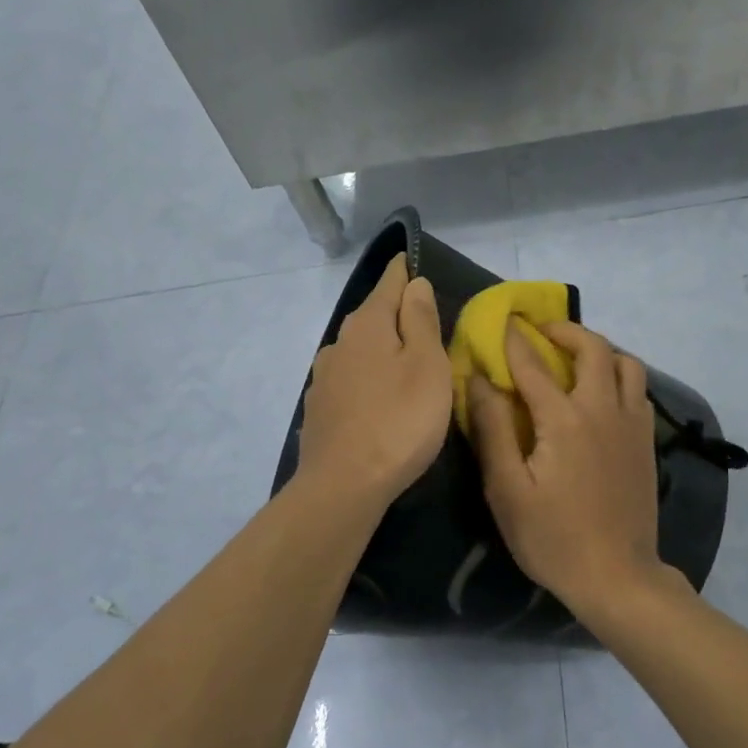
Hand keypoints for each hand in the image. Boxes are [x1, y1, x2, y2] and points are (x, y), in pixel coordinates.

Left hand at [295, 254, 452, 509]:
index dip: (406, 272)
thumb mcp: (426, 365)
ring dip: (381, 351)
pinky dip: (367, 381)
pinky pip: (350, 381)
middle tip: (427, 325)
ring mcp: (324, 378)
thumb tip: (415, 283)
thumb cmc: (399, 421)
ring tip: (406, 366)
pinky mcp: (319, 409)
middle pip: (373, 317)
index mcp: (367, 325)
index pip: (390, 283)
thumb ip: (421, 320)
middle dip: (397, 315)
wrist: (343, 486)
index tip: (416, 262)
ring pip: (359, 351)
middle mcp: (339, 343)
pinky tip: (378, 400)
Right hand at [468, 321, 668, 619]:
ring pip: (626, 364)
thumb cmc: (552, 537)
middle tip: (542, 332)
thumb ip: (492, 429)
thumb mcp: (507, 490)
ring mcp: (632, 424)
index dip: (514, 340)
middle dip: (565, 331)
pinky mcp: (647, 442)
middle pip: (593, 348)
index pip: (533, 365)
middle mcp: (603, 409)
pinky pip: (638, 390)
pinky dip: (619, 377)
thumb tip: (479, 380)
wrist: (617, 577)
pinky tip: (601, 394)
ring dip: (599, 350)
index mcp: (564, 419)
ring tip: (575, 359)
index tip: (501, 321)